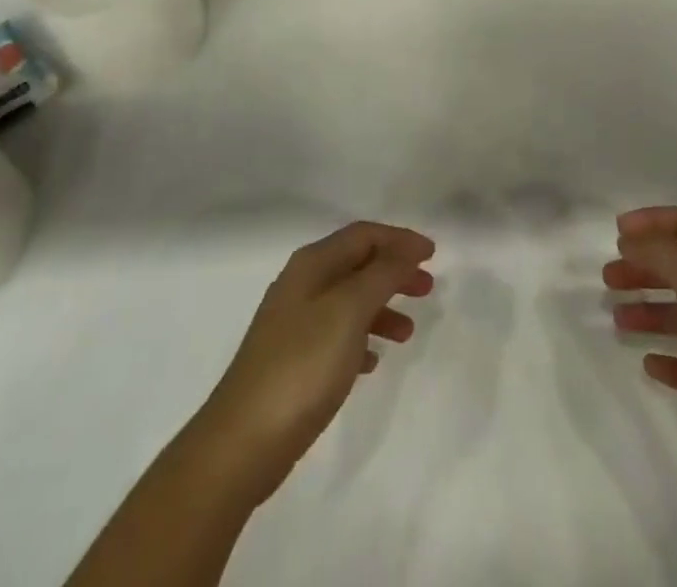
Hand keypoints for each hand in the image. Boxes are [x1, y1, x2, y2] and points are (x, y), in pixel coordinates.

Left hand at [191, 221, 435, 503]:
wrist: (243, 441)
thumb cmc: (303, 365)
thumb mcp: (349, 310)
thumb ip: (381, 275)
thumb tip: (405, 250)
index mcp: (312, 264)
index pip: (363, 235)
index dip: (399, 239)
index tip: (433, 254)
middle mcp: (301, 284)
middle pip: (357, 264)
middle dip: (394, 271)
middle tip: (427, 288)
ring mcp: (294, 323)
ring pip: (349, 300)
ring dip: (382, 307)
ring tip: (408, 332)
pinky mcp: (292, 360)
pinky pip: (337, 335)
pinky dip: (361, 339)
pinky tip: (373, 362)